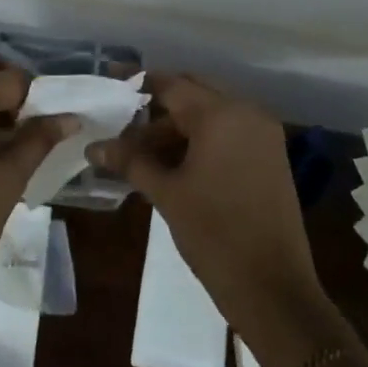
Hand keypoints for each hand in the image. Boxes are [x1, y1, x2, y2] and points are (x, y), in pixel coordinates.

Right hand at [89, 74, 329, 346]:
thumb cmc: (214, 235)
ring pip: (210, 115)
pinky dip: (198, 140)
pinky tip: (169, 162)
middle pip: (193, 93)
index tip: (110, 77)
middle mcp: (247, 113)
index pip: (172, 85)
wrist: (273, 289)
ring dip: (176, 127)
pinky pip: (227, 133)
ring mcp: (263, 135)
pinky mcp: (269, 157)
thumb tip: (94, 147)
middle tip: (121, 119)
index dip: (138, 81)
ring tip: (138, 150)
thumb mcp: (166, 194)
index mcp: (221, 115)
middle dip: (157, 105)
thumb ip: (130, 161)